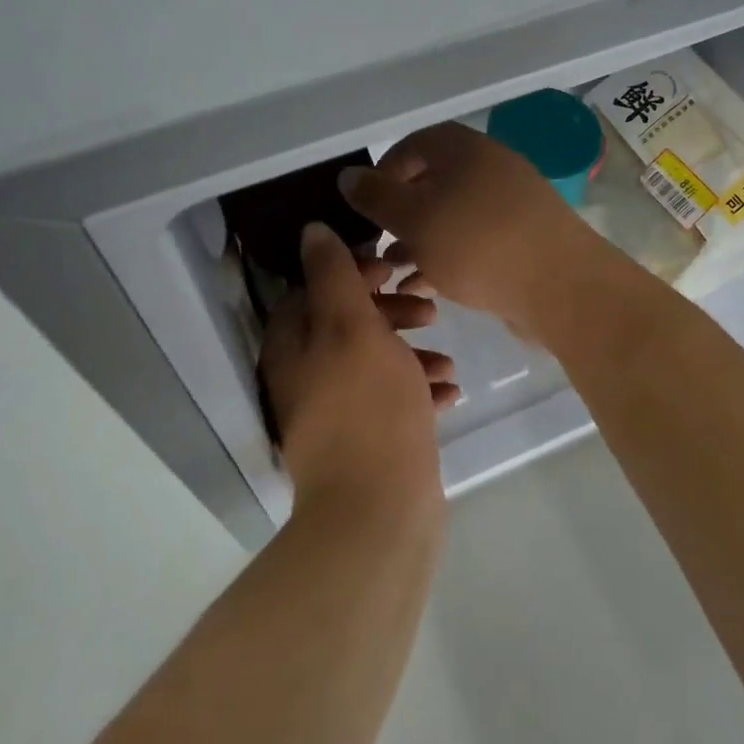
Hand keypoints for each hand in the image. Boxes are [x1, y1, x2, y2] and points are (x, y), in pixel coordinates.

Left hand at [260, 223, 456, 517]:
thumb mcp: (351, 326)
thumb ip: (333, 275)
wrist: (380, 512)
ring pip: (374, 362)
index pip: (313, 289)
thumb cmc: (368, 407)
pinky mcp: (366, 441)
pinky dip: (417, 389)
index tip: (393, 269)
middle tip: (429, 308)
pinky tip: (450, 391)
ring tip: (446, 357)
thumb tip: (311, 231)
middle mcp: (306, 376)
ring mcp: (336, 412)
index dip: (353, 272)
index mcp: (293, 346)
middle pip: (347, 324)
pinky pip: (392, 400)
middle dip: (390, 311)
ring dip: (411, 351)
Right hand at [338, 122, 615, 339]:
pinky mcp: (524, 242)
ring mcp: (512, 207)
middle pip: (434, 182)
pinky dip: (446, 259)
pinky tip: (423, 290)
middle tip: (377, 243)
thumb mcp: (415, 218)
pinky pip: (475, 243)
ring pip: (453, 217)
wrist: (563, 288)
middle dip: (401, 213)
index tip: (367, 203)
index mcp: (466, 150)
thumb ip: (377, 197)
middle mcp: (491, 170)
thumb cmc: (479, 244)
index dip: (386, 168)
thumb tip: (349, 175)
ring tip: (393, 272)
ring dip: (420, 241)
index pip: (417, 143)